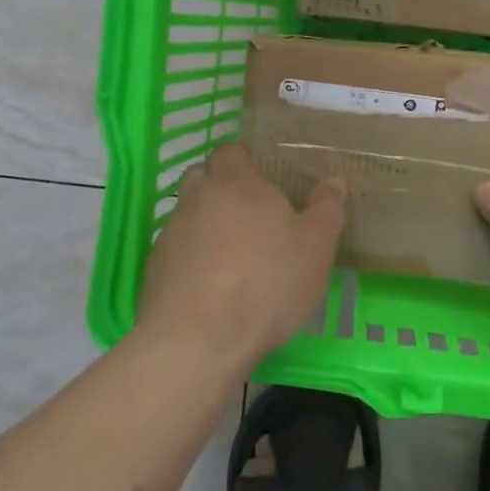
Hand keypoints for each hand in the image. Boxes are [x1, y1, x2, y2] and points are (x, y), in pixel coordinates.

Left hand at [135, 141, 347, 371]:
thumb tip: (335, 182)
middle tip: (250, 216)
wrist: (197, 339)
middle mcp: (198, 198)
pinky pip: (176, 252)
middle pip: (203, 178)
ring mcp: (171, 233)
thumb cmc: (266, 283)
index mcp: (236, 183)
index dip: (245, 161)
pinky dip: (191, 260)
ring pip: (188, 215)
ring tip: (232, 257)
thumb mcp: (315, 249)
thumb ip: (327, 211)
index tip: (264, 180)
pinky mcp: (154, 268)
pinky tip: (211, 288)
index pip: (231, 151)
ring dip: (206, 226)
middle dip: (221, 189)